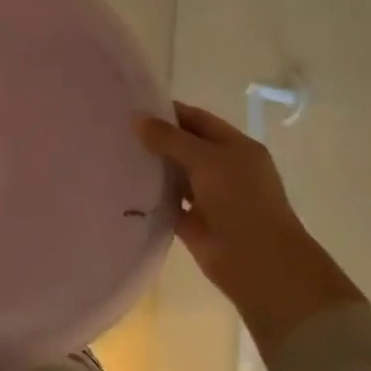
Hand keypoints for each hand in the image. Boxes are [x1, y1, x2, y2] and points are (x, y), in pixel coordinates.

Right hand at [136, 103, 362, 359]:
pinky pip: (166, 202)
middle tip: (115, 128)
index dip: (168, 112)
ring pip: (174, 175)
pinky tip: (121, 185)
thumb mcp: (206, 160)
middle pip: (183, 146)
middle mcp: (223, 169)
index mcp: (236, 148)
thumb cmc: (241, 202)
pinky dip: (149, 195)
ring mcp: (208, 197)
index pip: (197, 120)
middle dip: (155, 138)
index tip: (132, 106)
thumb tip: (136, 118)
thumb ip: (170, 138)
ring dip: (150, 166)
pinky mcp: (192, 222)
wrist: (258, 264)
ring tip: (112, 152)